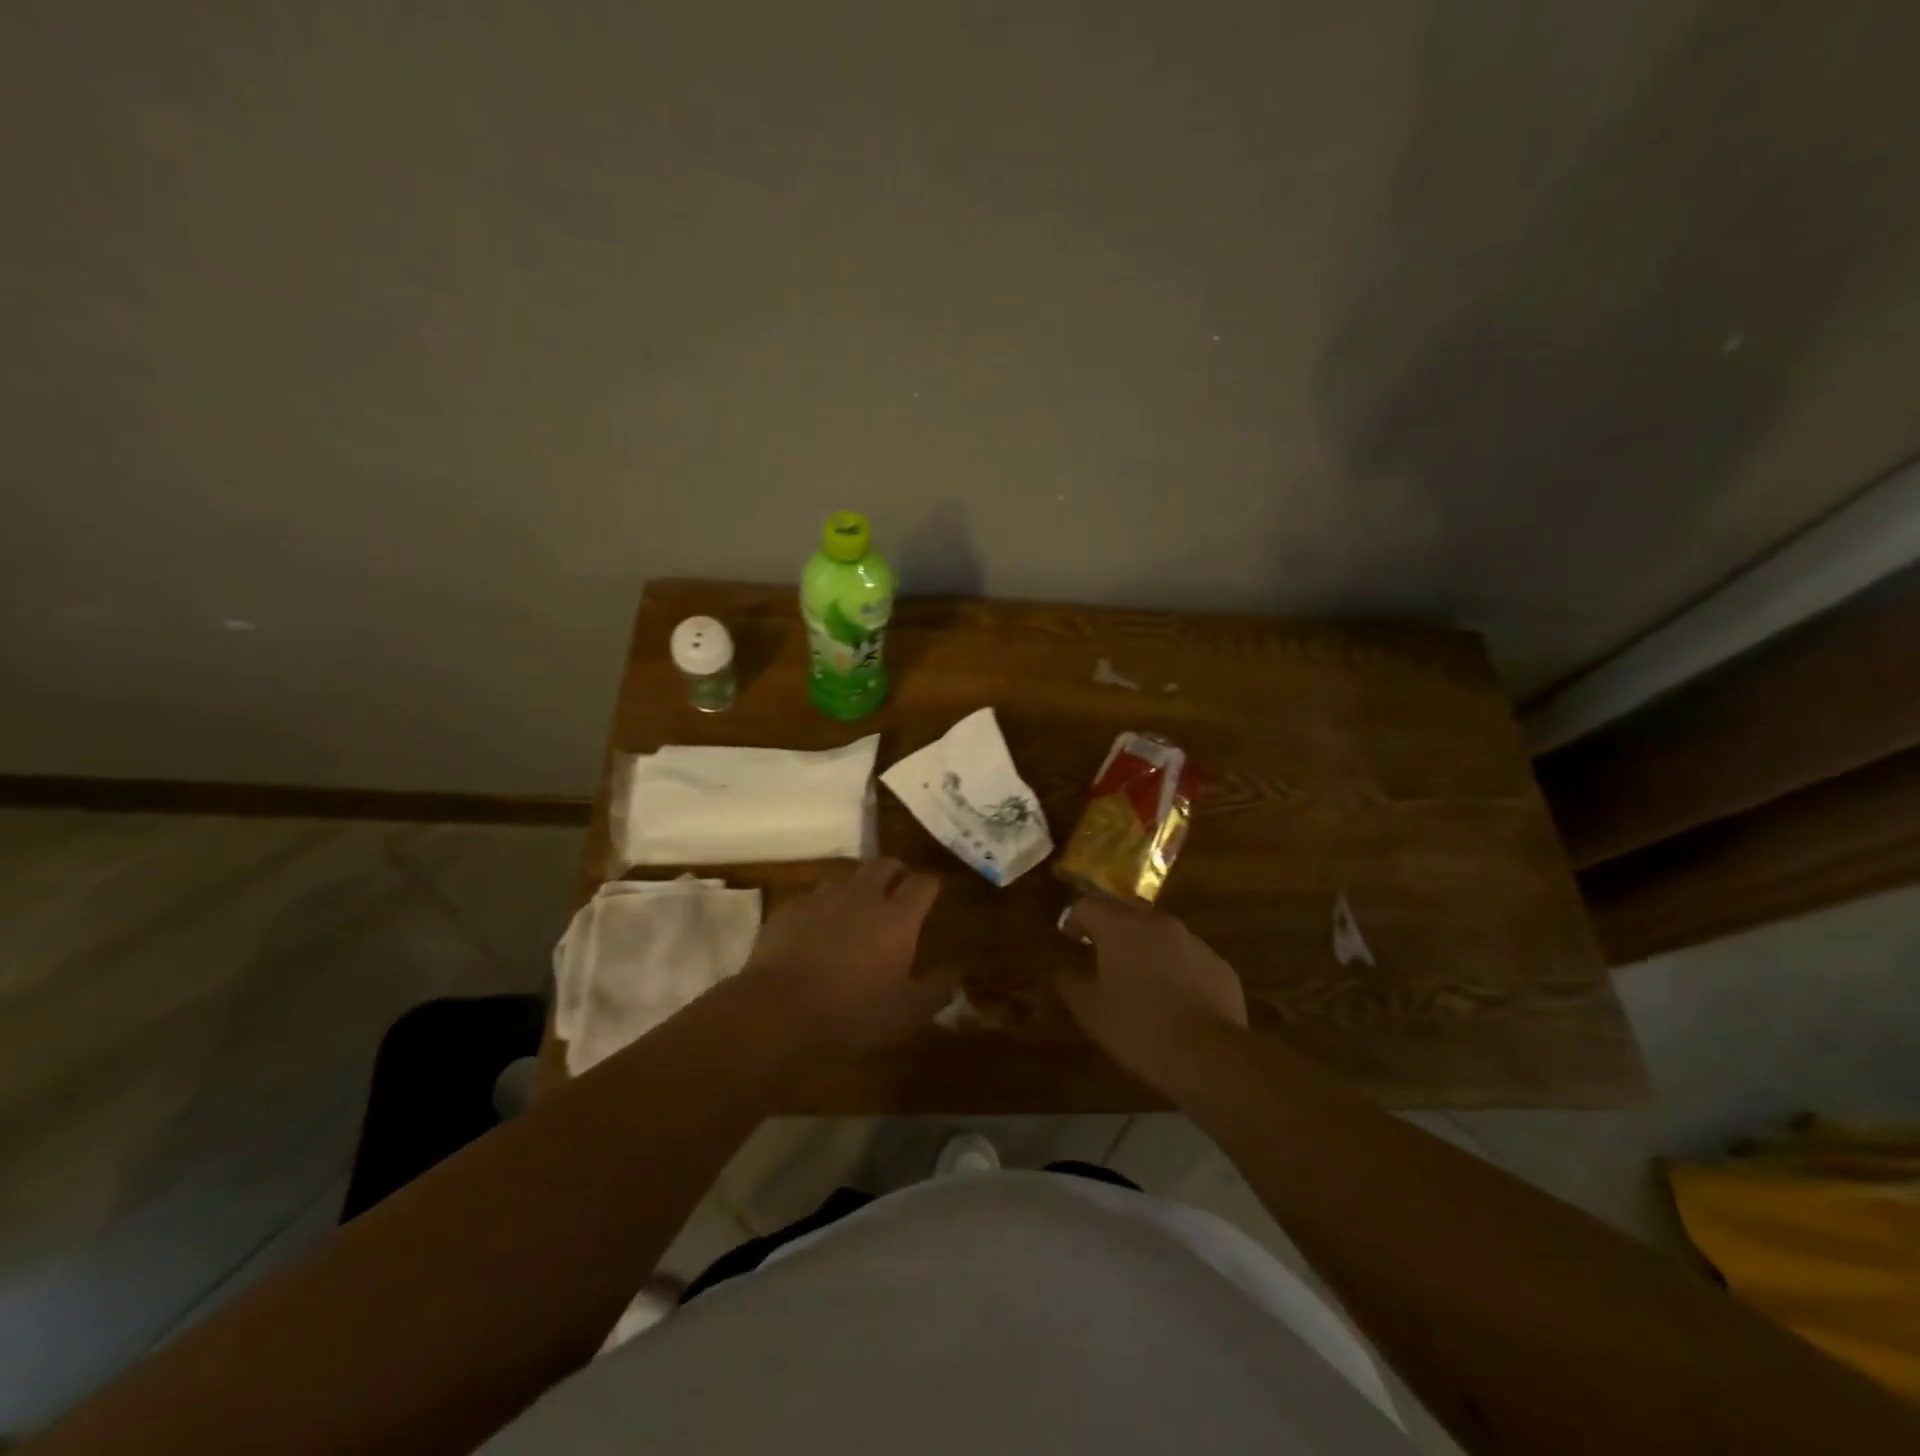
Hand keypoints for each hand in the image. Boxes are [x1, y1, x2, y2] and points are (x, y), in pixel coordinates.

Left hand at [743, 857, 949, 1051]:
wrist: (778, 1012)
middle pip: (885, 864)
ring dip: (857, 888)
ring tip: (855, 911)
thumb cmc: (852, 1014)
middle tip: (896, 894)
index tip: (931, 896)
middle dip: (895, 873)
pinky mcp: (790, 907)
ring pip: (847, 876)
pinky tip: (816, 929)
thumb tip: (956, 973)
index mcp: (898, 917)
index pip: (923, 883)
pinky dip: (822, 907)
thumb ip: (937, 990)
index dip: (930, 886)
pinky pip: (813, 896)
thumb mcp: (906, 1014)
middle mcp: (864, 895)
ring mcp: (823, 897)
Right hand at [1058, 897, 1247, 1085]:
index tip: (1070, 938)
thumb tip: (1065, 970)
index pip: (1088, 905)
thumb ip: (1071, 983)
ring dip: (1145, 944)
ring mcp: (1193, 942)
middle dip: (1111, 924)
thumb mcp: (1091, 1012)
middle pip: (1126, 909)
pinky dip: (1175, 966)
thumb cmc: (1139, 1029)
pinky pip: (1188, 956)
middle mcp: (1158, 924)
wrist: (1209, 1057)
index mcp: (1121, 928)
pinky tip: (1174, 998)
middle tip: (1101, 950)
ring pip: (1160, 931)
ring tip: (1139, 976)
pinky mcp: (1219, 965)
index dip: (1074, 919)